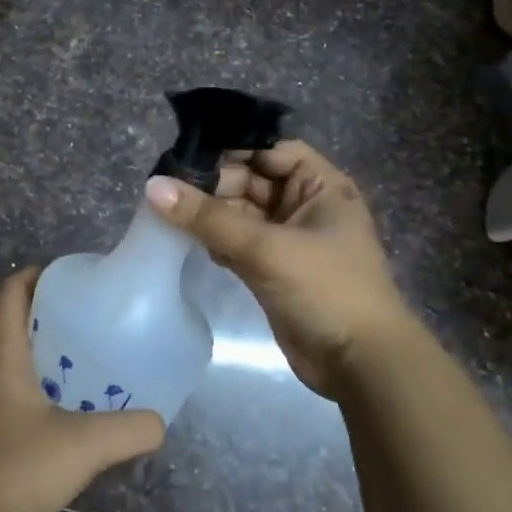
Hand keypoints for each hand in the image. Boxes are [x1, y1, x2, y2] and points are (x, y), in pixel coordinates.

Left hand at [0, 268, 166, 511]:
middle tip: (58, 306)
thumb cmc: (21, 466)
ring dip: (12, 335)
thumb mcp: (88, 445)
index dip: (31, 275)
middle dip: (18, 300)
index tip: (64, 275)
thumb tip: (159, 423)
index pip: (6, 293)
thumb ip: (131, 429)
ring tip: (57, 345)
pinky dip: (10, 369)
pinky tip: (45, 394)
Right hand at [146, 140, 413, 397]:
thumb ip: (209, 217)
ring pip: (240, 213)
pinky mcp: (273, 268)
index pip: (270, 149)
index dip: (231, 148)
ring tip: (165, 211)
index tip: (185, 153)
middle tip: (165, 187)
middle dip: (212, 183)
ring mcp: (288, 238)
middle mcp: (305, 205)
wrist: (359, 363)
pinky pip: (237, 241)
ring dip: (209, 213)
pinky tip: (187, 241)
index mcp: (320, 186)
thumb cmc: (325, 289)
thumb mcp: (266, 248)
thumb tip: (153, 187)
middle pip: (251, 179)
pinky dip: (215, 240)